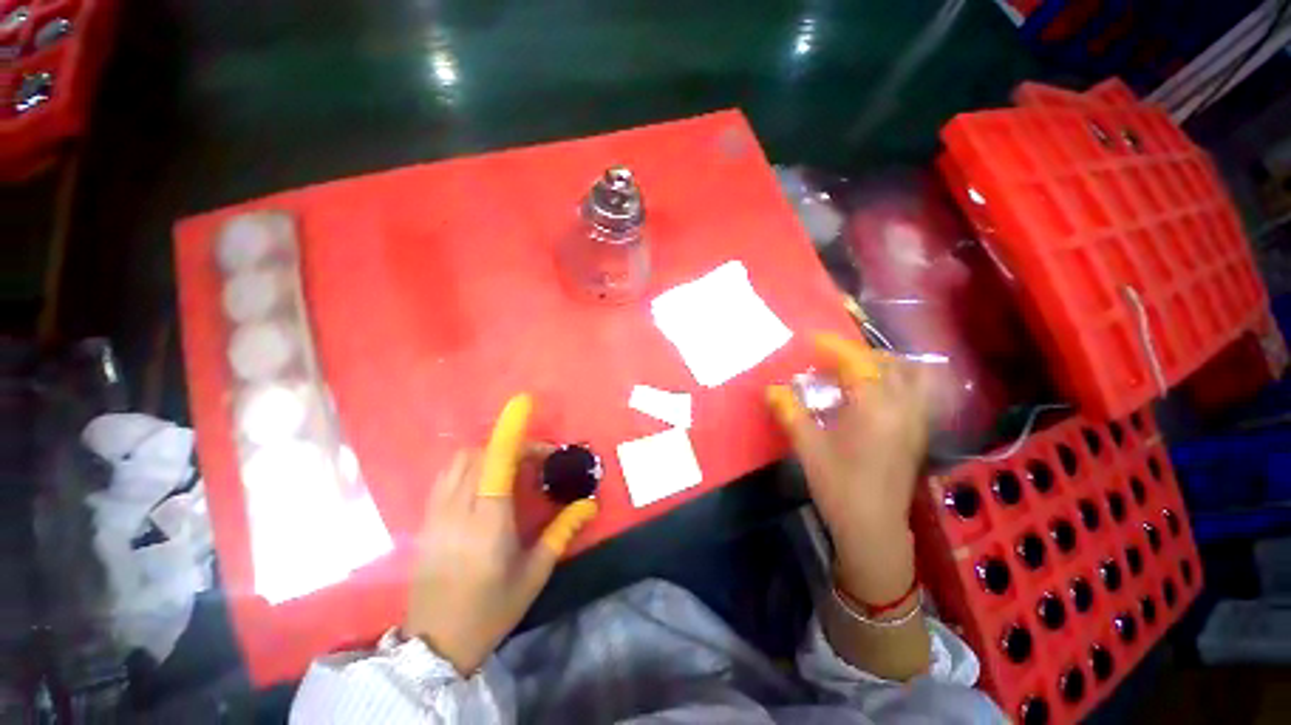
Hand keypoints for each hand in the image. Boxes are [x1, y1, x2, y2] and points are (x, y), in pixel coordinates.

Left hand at [403, 394, 597, 673]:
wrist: (435, 645)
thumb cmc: (491, 609)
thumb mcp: (535, 573)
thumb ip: (562, 532)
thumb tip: (589, 504)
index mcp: (489, 523)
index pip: (497, 463)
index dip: (510, 430)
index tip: (524, 403)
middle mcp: (459, 510)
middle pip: (480, 454)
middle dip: (510, 445)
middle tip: (535, 461)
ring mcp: (437, 514)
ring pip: (459, 461)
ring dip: (487, 452)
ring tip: (511, 468)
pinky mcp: (427, 520)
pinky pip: (446, 476)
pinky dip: (468, 465)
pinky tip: (484, 481)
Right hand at [767, 333, 931, 603]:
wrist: (873, 527)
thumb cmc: (839, 485)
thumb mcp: (807, 447)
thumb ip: (790, 412)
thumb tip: (771, 389)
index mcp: (874, 407)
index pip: (857, 363)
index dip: (834, 347)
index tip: (813, 340)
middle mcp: (902, 407)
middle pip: (890, 363)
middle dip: (860, 355)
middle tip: (833, 362)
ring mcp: (916, 421)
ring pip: (912, 376)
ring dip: (885, 365)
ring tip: (857, 373)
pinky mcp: (918, 434)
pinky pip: (918, 394)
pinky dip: (899, 382)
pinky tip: (876, 396)